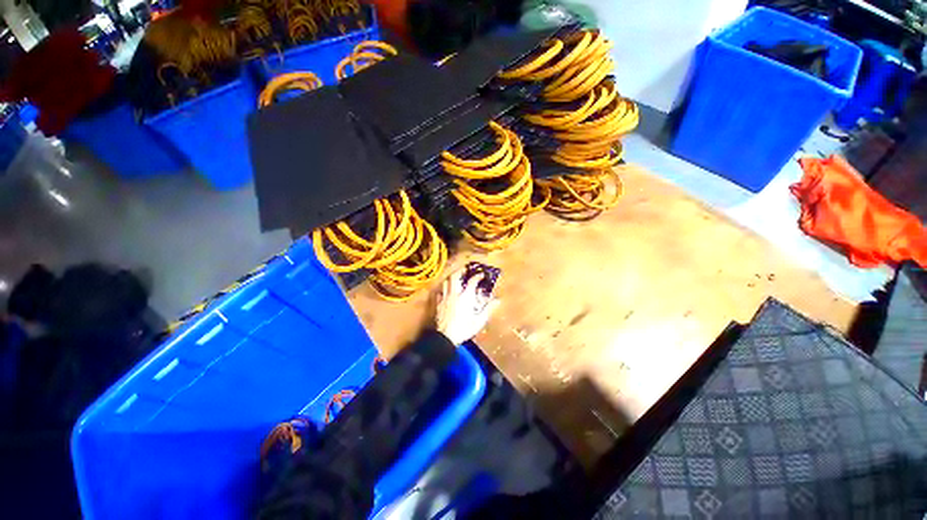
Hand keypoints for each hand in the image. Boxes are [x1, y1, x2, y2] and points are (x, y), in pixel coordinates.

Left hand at [436, 268, 499, 344]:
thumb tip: (498, 300)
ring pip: (446, 282)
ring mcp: (445, 298)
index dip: (477, 276)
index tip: (481, 275)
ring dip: (451, 278)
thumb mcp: (479, 320)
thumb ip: (488, 309)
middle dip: (460, 271)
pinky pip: (440, 292)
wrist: (446, 337)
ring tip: (455, 277)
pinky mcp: (439, 304)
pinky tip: (446, 291)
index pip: (472, 281)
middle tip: (464, 270)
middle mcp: (455, 294)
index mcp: (466, 297)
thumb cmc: (464, 329)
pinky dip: (444, 289)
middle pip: (455, 277)